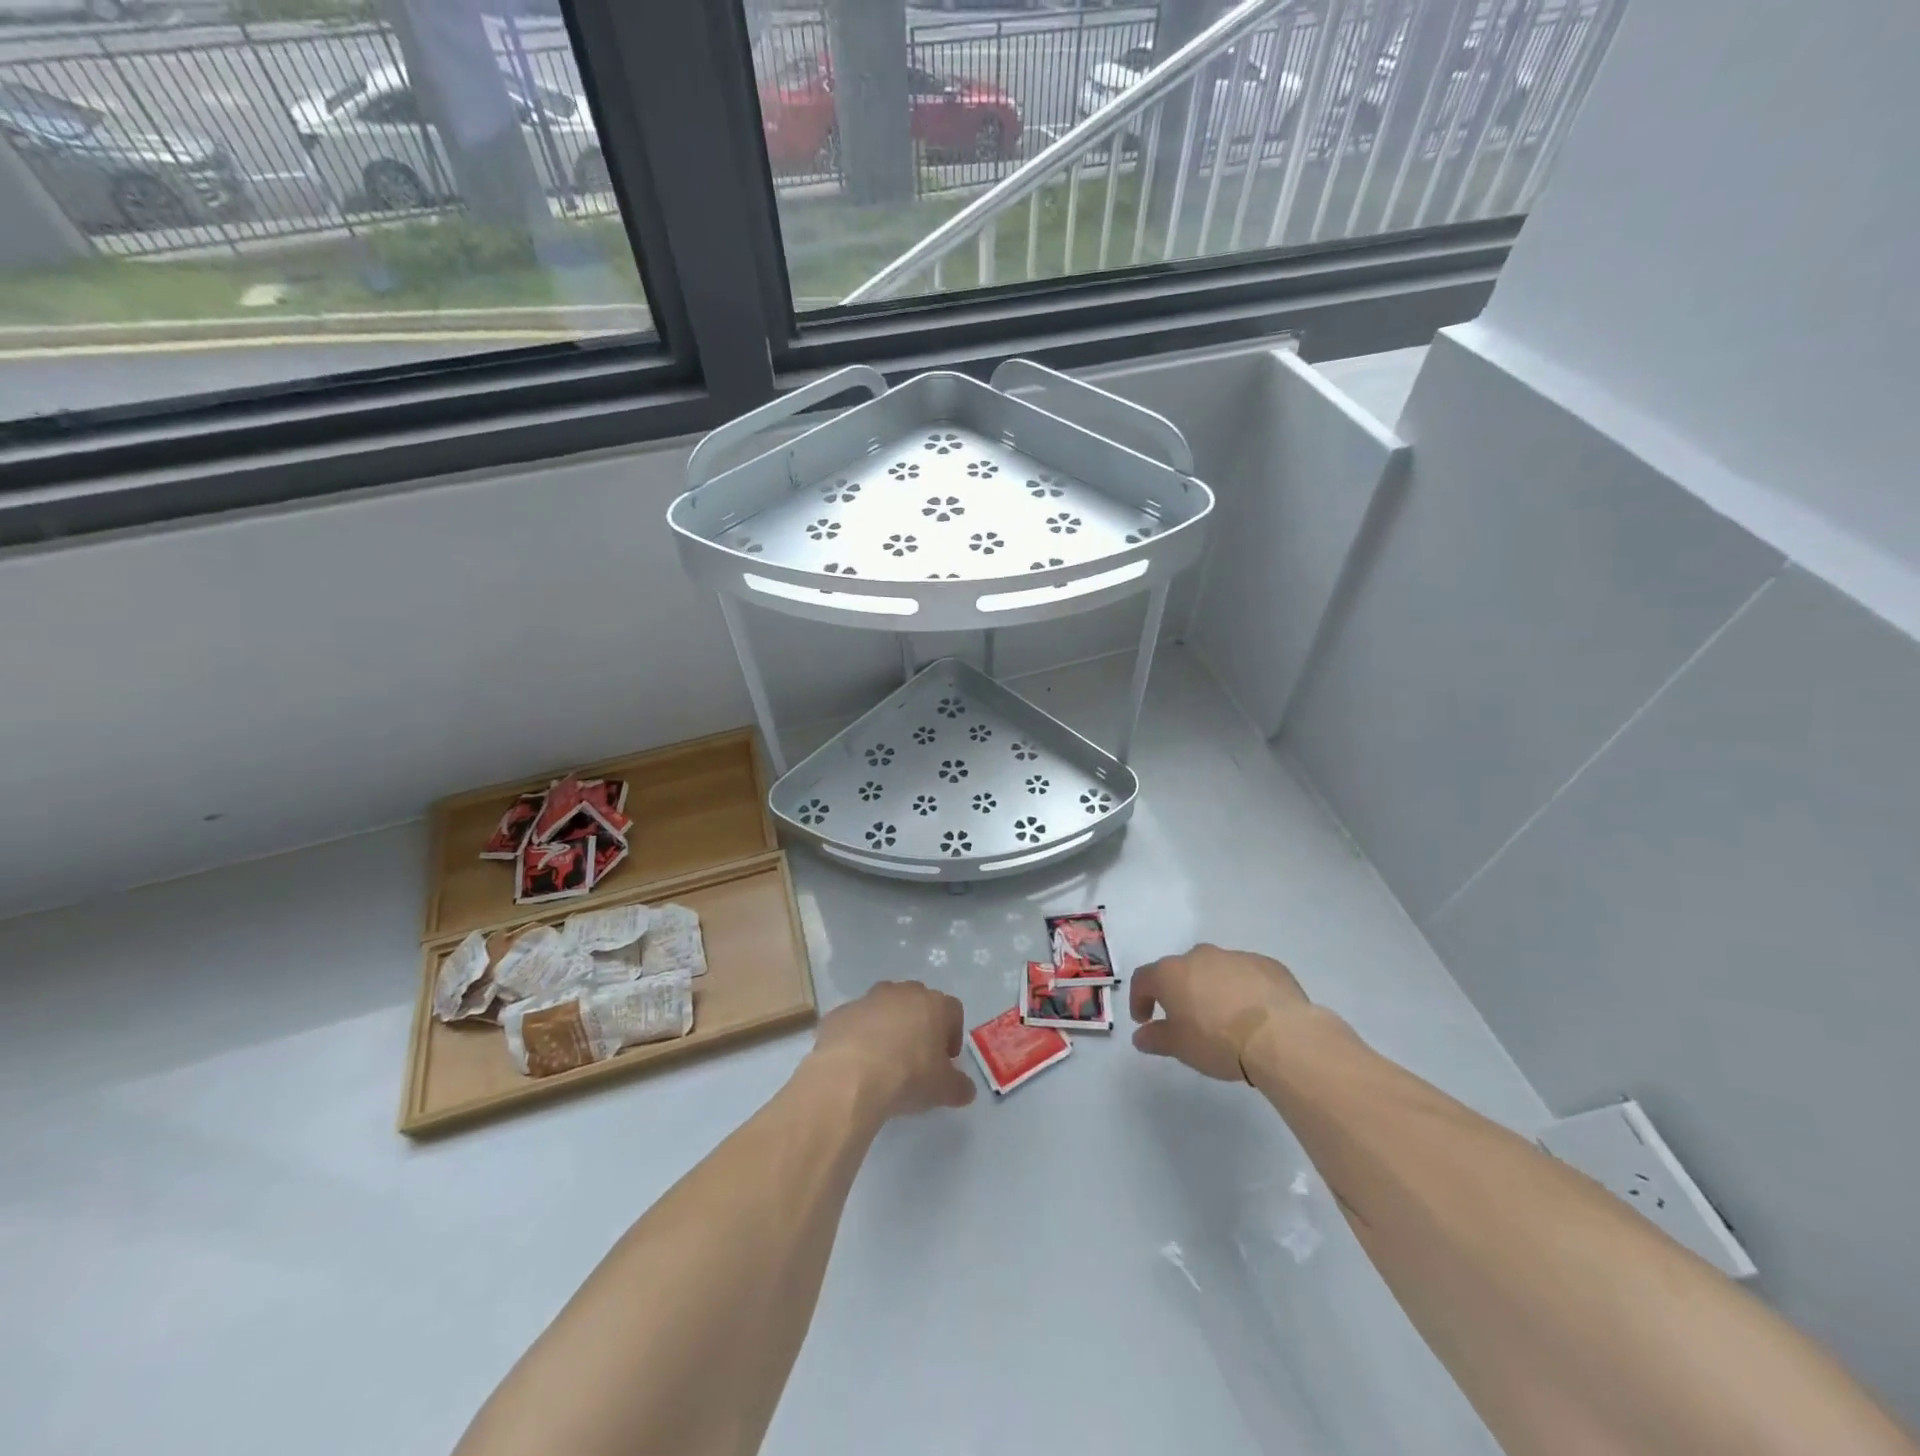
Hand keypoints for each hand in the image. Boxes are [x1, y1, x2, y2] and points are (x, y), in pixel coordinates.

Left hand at [806, 980, 976, 1120]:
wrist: (850, 1076)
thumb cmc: (908, 1076)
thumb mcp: (943, 1090)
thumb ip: (960, 1087)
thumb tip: (966, 1089)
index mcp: (933, 1004)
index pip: (953, 1011)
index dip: (952, 1035)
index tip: (946, 1060)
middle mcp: (902, 993)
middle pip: (918, 1003)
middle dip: (920, 1025)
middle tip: (917, 1058)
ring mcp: (868, 999)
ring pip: (885, 1008)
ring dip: (887, 1027)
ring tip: (884, 1060)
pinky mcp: (840, 1012)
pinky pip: (856, 1021)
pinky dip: (858, 1036)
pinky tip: (856, 1063)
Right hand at [1129, 943, 1310, 1080]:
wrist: (1280, 1036)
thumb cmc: (1218, 1041)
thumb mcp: (1180, 1048)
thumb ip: (1156, 1038)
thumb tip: (1141, 1036)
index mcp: (1171, 973)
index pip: (1144, 979)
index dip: (1139, 998)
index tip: (1145, 1020)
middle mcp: (1200, 956)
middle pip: (1180, 970)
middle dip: (1179, 991)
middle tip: (1186, 1019)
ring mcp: (1234, 957)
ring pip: (1215, 970)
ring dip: (1212, 988)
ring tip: (1224, 1018)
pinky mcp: (1266, 964)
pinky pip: (1246, 974)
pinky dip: (1243, 989)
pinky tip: (1253, 1014)